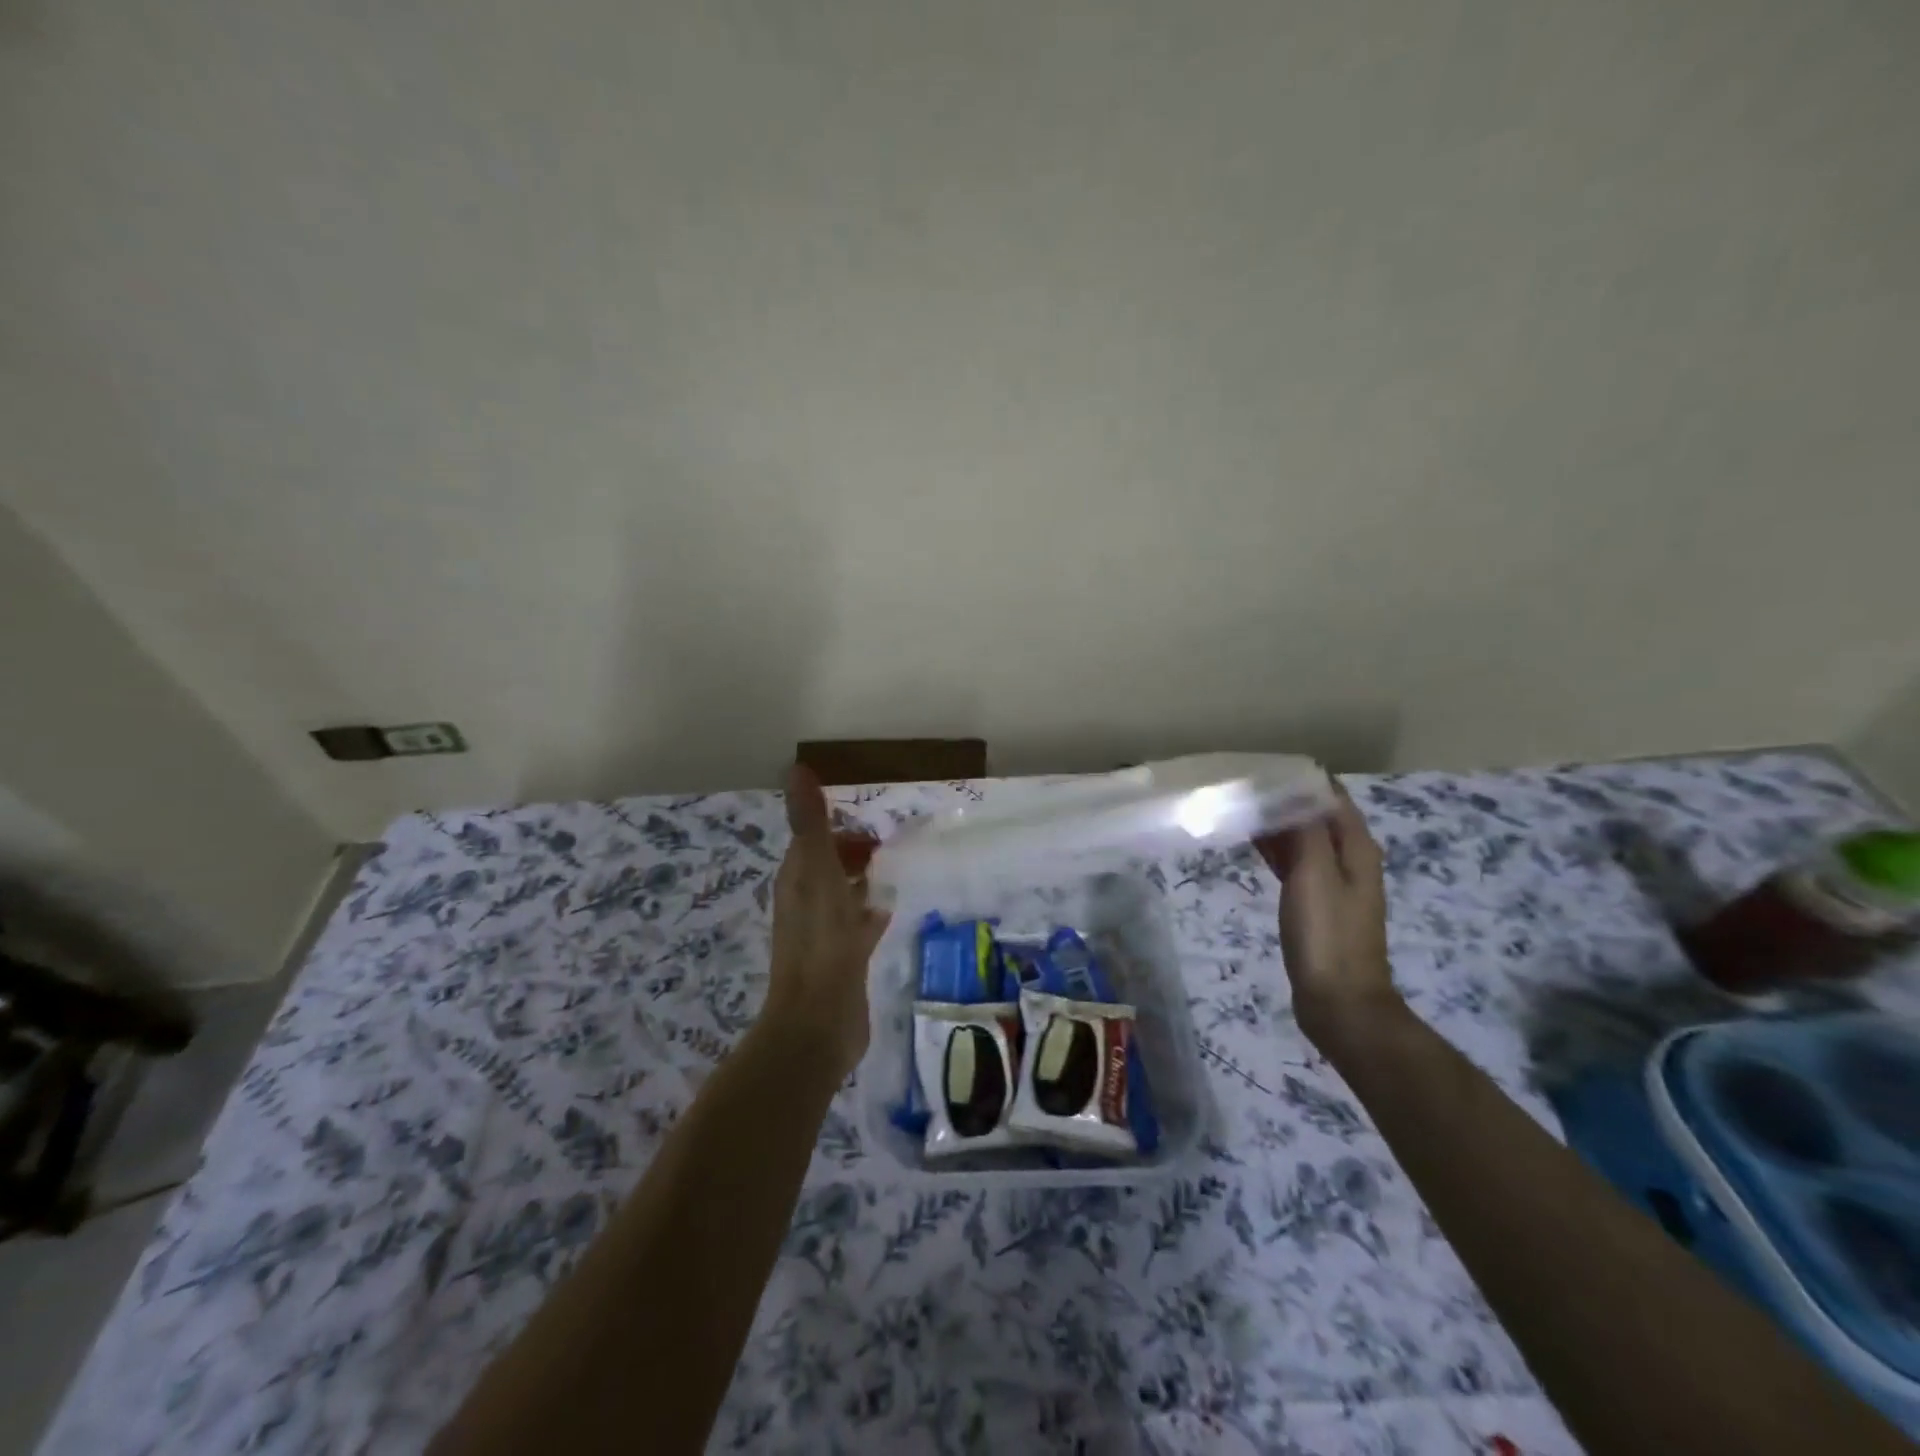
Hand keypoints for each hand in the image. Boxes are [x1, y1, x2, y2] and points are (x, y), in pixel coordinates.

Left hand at [762, 764, 890, 1078]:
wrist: (820, 1022)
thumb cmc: (821, 941)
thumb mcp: (817, 872)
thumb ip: (810, 822)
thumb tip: (796, 768)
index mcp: (796, 879)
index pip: (814, 840)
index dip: (839, 827)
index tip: (874, 819)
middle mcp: (806, 901)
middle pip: (831, 864)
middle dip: (856, 850)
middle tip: (894, 841)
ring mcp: (825, 932)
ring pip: (846, 892)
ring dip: (866, 877)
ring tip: (900, 865)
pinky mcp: (845, 957)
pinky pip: (859, 921)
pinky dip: (873, 908)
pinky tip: (894, 906)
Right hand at [1254, 781, 1400, 1046]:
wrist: (1338, 1001)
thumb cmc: (1326, 934)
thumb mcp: (1315, 873)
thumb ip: (1306, 829)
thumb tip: (1295, 788)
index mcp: (1356, 848)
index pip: (1331, 796)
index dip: (1301, 779)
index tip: (1262, 767)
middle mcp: (1348, 859)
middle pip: (1316, 816)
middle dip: (1284, 798)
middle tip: (1241, 785)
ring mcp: (1332, 883)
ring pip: (1303, 839)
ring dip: (1277, 823)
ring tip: (1239, 807)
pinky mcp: (1315, 904)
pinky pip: (1295, 863)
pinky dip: (1276, 849)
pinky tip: (1251, 843)